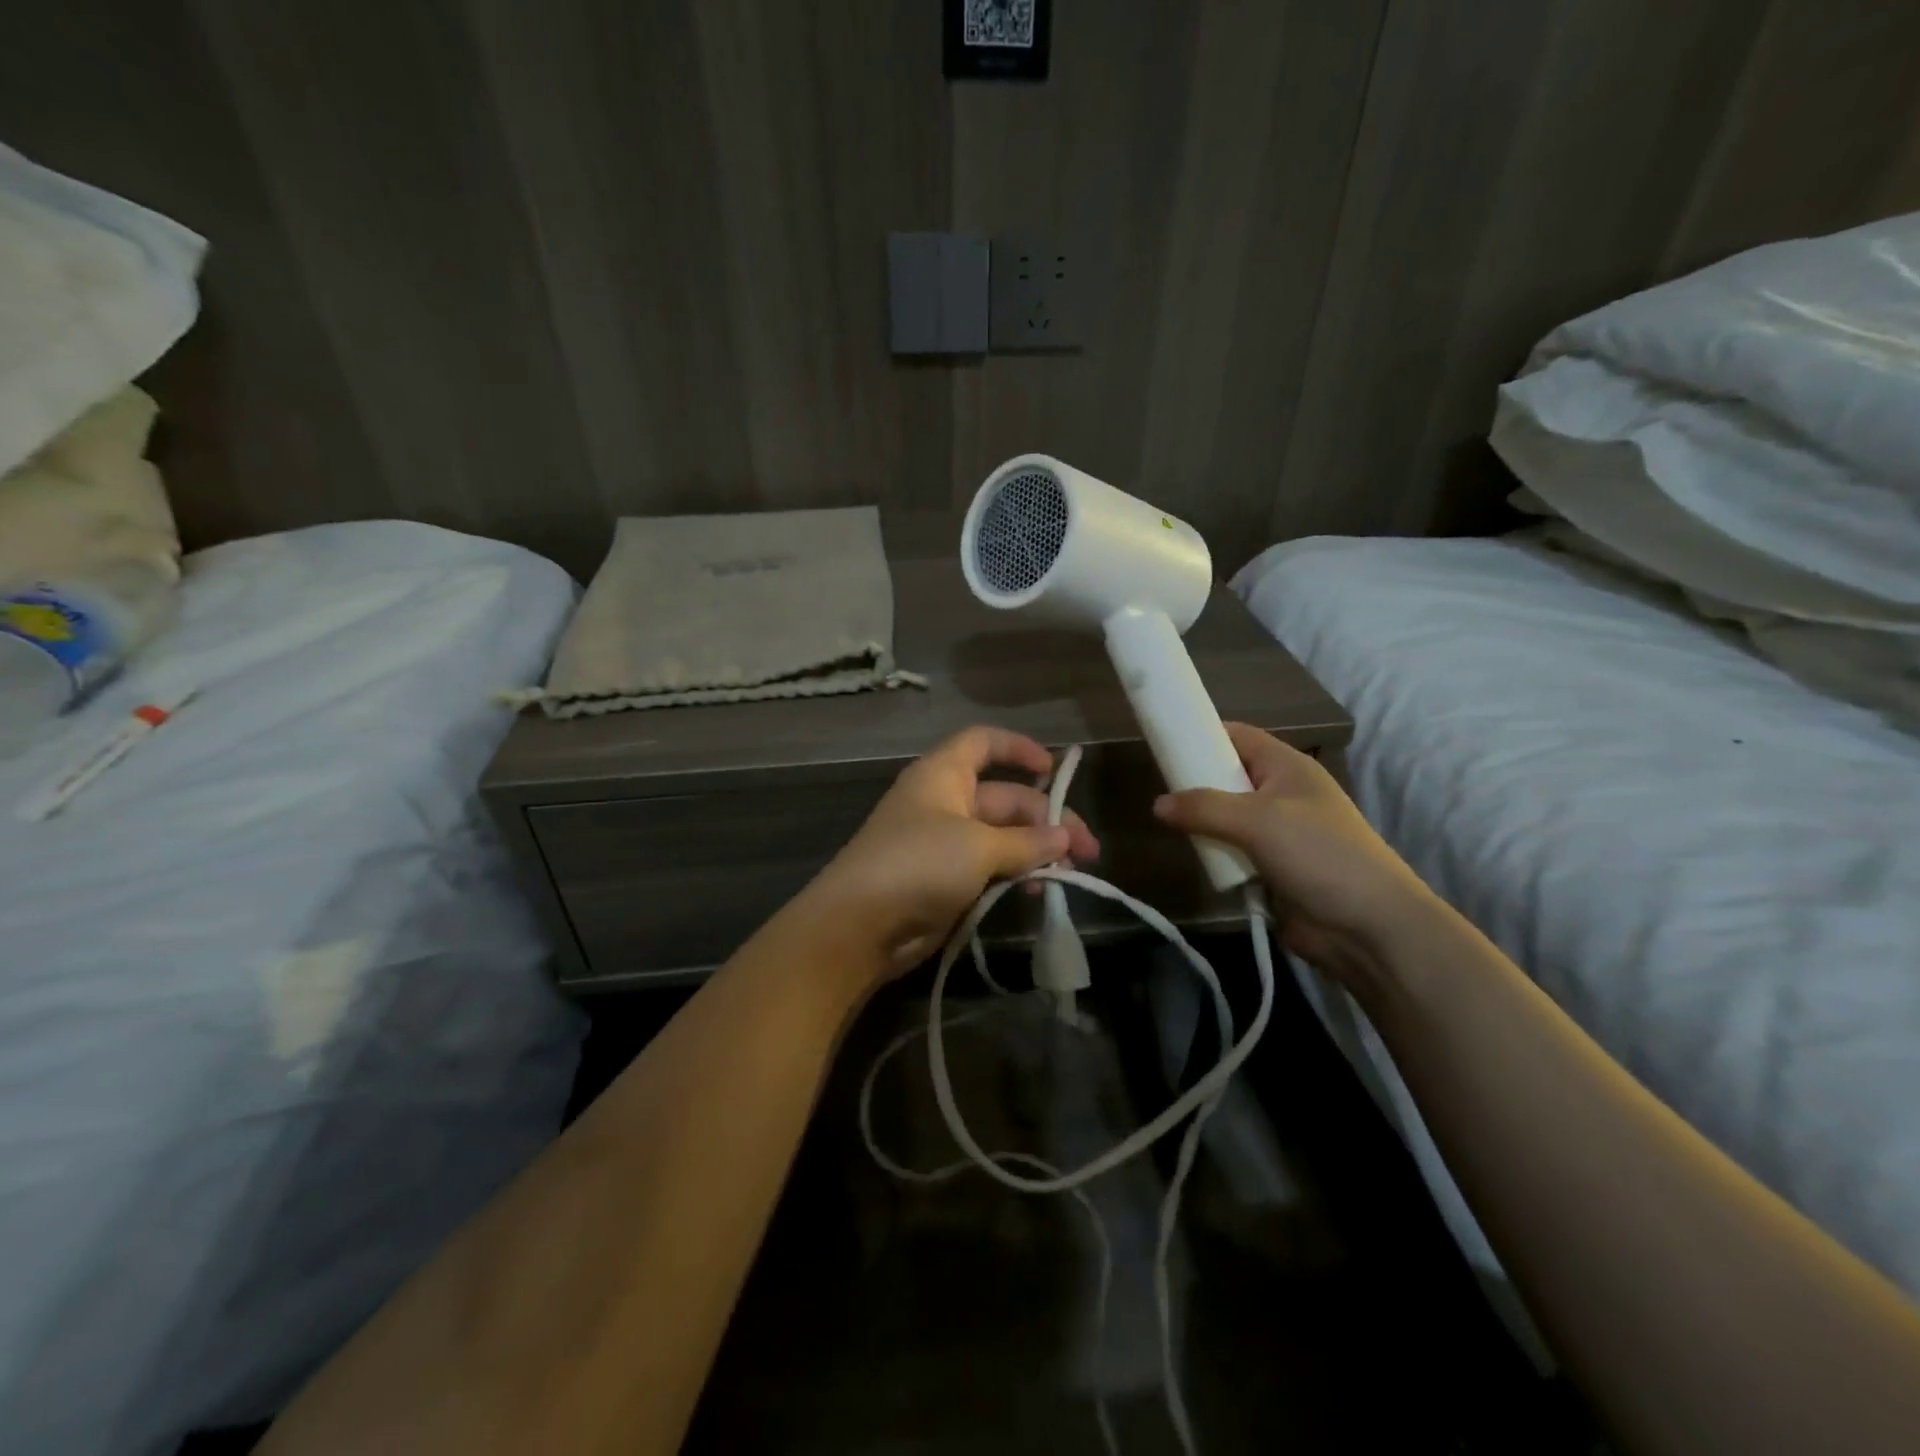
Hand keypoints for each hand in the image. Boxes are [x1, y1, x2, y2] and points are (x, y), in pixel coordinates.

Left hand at [809, 726, 1099, 981]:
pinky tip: (1040, 892)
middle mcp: (945, 802)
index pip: (983, 742)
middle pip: (1006, 798)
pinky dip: (1016, 875)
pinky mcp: (946, 879)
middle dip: (1047, 821)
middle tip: (1087, 852)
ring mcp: (945, 842)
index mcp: (944, 774)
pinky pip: (990, 868)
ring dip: (1036, 852)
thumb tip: (1064, 837)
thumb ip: (1026, 842)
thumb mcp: (978, 846)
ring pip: (1002, 837)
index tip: (1054, 769)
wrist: (860, 925)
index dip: (1018, 748)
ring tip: (1068, 875)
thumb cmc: (918, 864)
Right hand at [1153, 723, 1436, 976]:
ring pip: (1227, 816)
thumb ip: (1204, 808)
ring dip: (1203, 822)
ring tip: (1169, 826)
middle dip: (1196, 782)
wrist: (1368, 927)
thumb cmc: (1319, 855)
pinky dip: (1215, 852)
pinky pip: (1233, 850)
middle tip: (1160, 790)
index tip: (1164, 742)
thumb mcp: (1258, 821)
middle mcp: (1282, 793)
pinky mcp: (1272, 867)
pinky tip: (1194, 856)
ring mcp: (1279, 832)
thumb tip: (1158, 805)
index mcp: (1287, 767)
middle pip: (1228, 775)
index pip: (1238, 735)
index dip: (1202, 734)